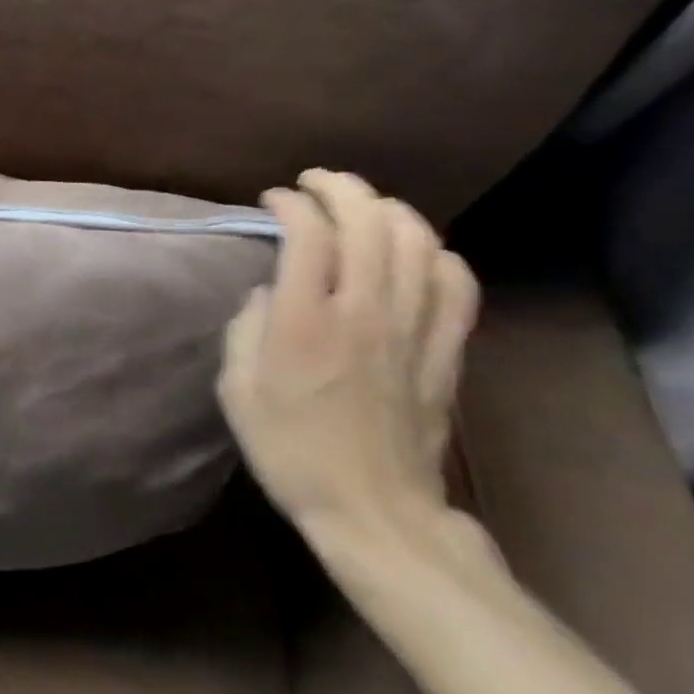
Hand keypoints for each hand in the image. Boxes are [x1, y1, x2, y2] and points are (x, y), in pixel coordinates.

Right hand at [217, 170, 480, 540]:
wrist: (371, 510)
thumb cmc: (289, 450)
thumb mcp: (236, 390)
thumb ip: (244, 329)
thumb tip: (267, 292)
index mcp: (304, 323)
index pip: (308, 234)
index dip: (290, 204)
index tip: (272, 201)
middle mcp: (363, 312)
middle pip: (368, 222)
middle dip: (340, 188)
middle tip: (316, 183)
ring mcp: (413, 329)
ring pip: (418, 242)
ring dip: (388, 210)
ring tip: (363, 207)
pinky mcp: (446, 351)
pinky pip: (457, 284)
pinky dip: (438, 254)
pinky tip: (416, 252)